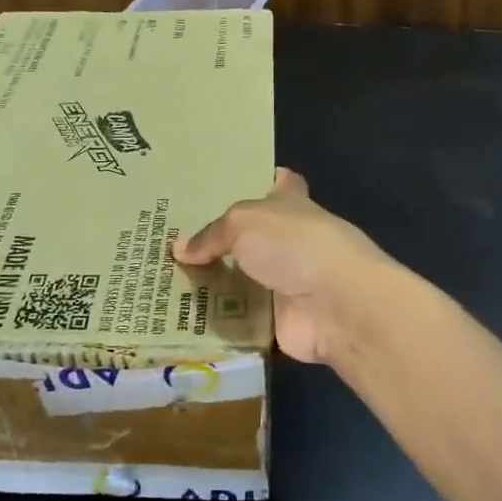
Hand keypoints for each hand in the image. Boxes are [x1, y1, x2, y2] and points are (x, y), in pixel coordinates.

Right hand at [173, 169, 391, 364]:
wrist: (335, 304)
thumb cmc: (294, 244)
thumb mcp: (242, 222)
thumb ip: (211, 234)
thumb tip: (180, 248)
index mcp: (291, 203)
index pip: (280, 183)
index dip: (261, 179)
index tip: (229, 182)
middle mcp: (291, 240)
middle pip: (252, 236)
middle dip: (220, 240)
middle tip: (174, 240)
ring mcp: (287, 282)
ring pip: (243, 280)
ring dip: (214, 284)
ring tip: (166, 281)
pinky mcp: (280, 320)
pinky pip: (241, 319)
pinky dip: (219, 321)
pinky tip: (182, 319)